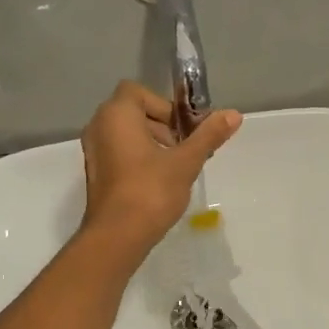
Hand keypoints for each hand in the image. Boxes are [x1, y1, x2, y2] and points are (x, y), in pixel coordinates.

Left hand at [81, 81, 239, 252]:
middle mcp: (99, 126)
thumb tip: (234, 114)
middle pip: (134, 112)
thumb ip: (208, 135)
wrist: (117, 236)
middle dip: (163, 126)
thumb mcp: (186, 161)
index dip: (164, 106)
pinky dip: (139, 158)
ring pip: (127, 133)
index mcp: (116, 115)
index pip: (137, 92)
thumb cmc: (150, 191)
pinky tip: (158, 181)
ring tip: (176, 168)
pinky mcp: (96, 172)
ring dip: (153, 143)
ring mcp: (94, 150)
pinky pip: (119, 152)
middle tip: (185, 149)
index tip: (183, 128)